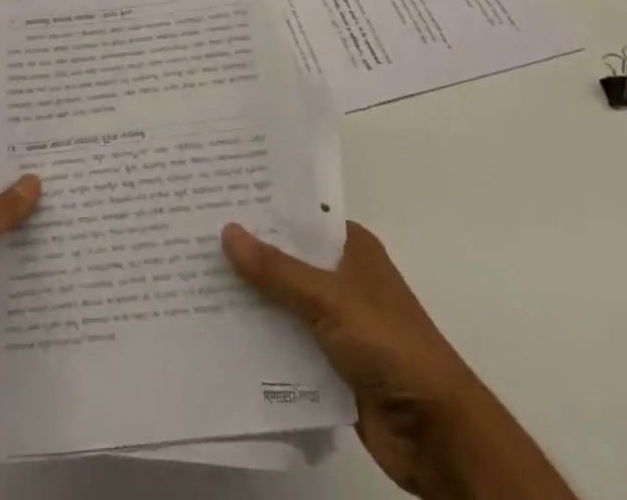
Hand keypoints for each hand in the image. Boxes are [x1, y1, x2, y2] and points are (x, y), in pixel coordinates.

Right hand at [223, 221, 574, 499]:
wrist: (435, 431)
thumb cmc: (388, 343)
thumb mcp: (329, 298)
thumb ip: (277, 270)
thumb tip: (227, 230)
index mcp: (350, 247)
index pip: (299, 216)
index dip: (262, 207)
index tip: (216, 196)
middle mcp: (341, 278)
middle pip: (286, 259)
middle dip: (247, 255)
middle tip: (191, 237)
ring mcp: (335, 323)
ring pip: (282, 303)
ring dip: (249, 301)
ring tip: (193, 282)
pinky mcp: (329, 366)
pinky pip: (286, 345)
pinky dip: (259, 342)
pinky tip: (218, 335)